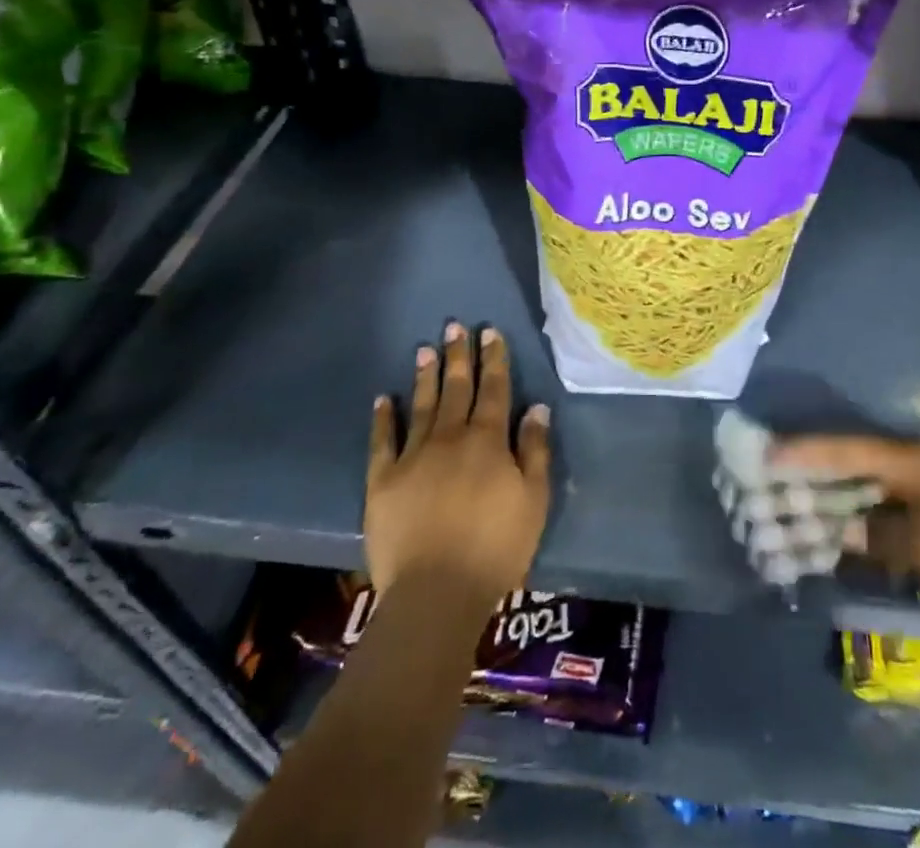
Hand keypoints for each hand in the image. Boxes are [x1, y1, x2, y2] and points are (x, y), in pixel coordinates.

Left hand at [366, 322, 551, 608]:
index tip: (490, 332)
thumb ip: (535, 450)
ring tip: (425, 348)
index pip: (494, 389)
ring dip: (425, 376)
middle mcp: (450, 437)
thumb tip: (537, 407)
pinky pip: (382, 442)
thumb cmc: (496, 547)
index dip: (494, 359)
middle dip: (458, 356)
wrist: (436, 593)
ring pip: (422, 406)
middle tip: (455, 326)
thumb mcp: (533, 499)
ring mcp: (413, 457)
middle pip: (457, 388)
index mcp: (488, 440)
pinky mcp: (383, 481)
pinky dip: (383, 418)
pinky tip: (384, 398)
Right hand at [770, 434, 919, 649]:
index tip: (767, 451)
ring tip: (816, 507)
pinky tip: (868, 531)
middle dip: (826, 471)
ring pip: (887, 482)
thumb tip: (843, 529)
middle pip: (866, 459)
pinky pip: (909, 503)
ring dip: (854, 495)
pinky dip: (883, 514)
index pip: (850, 448)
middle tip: (784, 480)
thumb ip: (877, 537)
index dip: (807, 451)